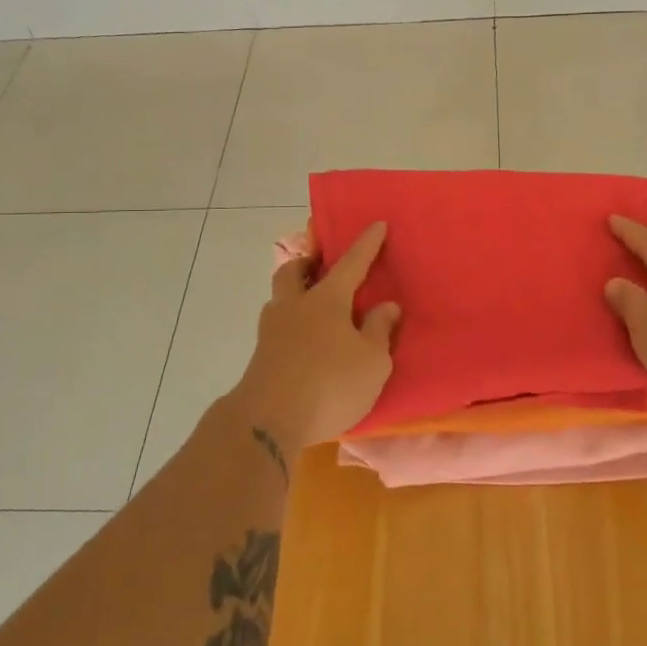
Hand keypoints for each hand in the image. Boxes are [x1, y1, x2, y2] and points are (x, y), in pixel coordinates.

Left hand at [233, 221, 400, 458]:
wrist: (268, 421)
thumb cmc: (330, 384)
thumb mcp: (372, 361)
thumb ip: (379, 330)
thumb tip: (386, 306)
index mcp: (327, 300)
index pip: (351, 263)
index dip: (367, 244)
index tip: (377, 224)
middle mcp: (295, 306)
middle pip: (294, 272)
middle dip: (308, 263)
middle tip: (320, 266)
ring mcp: (271, 331)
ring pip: (280, 300)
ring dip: (295, 295)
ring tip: (313, 309)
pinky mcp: (260, 357)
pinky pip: (277, 329)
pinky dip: (291, 327)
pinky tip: (304, 344)